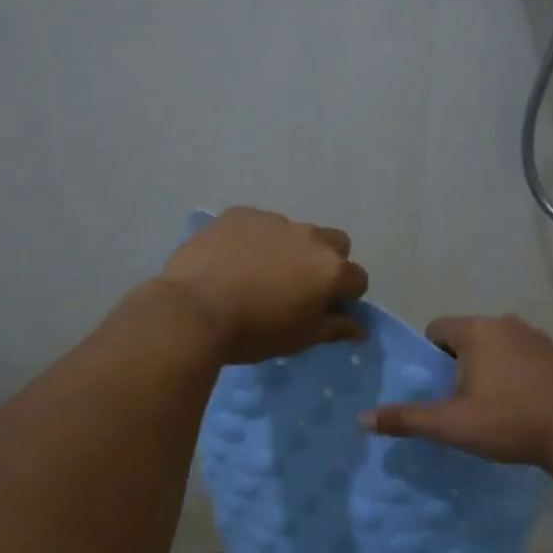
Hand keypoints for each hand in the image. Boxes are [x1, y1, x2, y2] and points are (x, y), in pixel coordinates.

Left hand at [159, 207, 368, 363]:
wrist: (193, 310)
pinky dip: (255, 239)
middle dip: (327, 261)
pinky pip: (258, 224)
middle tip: (300, 284)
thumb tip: (360, 329)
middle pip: (335, 243)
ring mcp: (274, 220)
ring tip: (259, 271)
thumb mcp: (298, 339)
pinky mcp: (241, 213)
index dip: (345, 295)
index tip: (326, 308)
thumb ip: (333, 328)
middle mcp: (310, 237)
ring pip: (295, 232)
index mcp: (330, 270)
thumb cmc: (253, 332)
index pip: (357, 278)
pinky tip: (233, 259)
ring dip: (289, 248)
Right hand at [362, 314, 552, 468]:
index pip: (437, 329)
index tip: (437, 386)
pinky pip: (521, 352)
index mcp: (476, 331)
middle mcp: (504, 322)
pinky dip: (514, 369)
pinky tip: (522, 400)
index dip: (430, 356)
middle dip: (459, 362)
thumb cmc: (509, 421)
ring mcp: (534, 334)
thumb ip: (407, 419)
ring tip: (492, 403)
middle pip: (467, 334)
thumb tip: (362, 419)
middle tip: (461, 399)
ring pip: (496, 343)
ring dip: (488, 364)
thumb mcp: (452, 425)